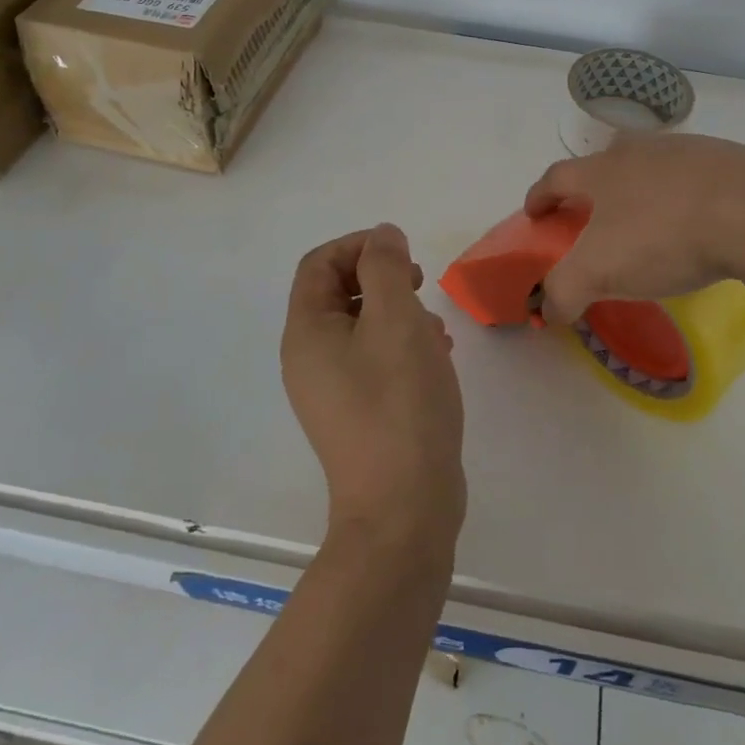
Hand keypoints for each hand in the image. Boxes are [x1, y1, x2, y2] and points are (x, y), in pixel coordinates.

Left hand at [281, 225, 465, 555]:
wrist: (404, 509)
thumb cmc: (399, 402)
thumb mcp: (396, 319)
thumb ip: (386, 267)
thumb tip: (381, 236)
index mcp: (307, 332)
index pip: (319, 263)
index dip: (359, 245)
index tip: (403, 253)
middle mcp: (309, 358)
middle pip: (338, 293)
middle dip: (381, 278)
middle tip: (421, 283)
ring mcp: (331, 390)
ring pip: (361, 326)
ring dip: (397, 312)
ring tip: (436, 327)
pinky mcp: (357, 413)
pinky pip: (373, 359)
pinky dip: (401, 345)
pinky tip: (436, 358)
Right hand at [524, 133, 744, 326]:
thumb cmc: (664, 237)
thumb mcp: (599, 272)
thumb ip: (563, 291)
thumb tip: (546, 310)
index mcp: (602, 170)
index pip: (556, 177)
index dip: (540, 196)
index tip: (534, 215)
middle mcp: (639, 150)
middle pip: (604, 160)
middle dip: (593, 185)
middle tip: (595, 214)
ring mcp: (686, 150)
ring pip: (651, 165)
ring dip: (642, 187)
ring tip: (651, 221)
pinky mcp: (729, 158)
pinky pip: (695, 175)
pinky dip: (686, 194)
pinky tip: (700, 221)